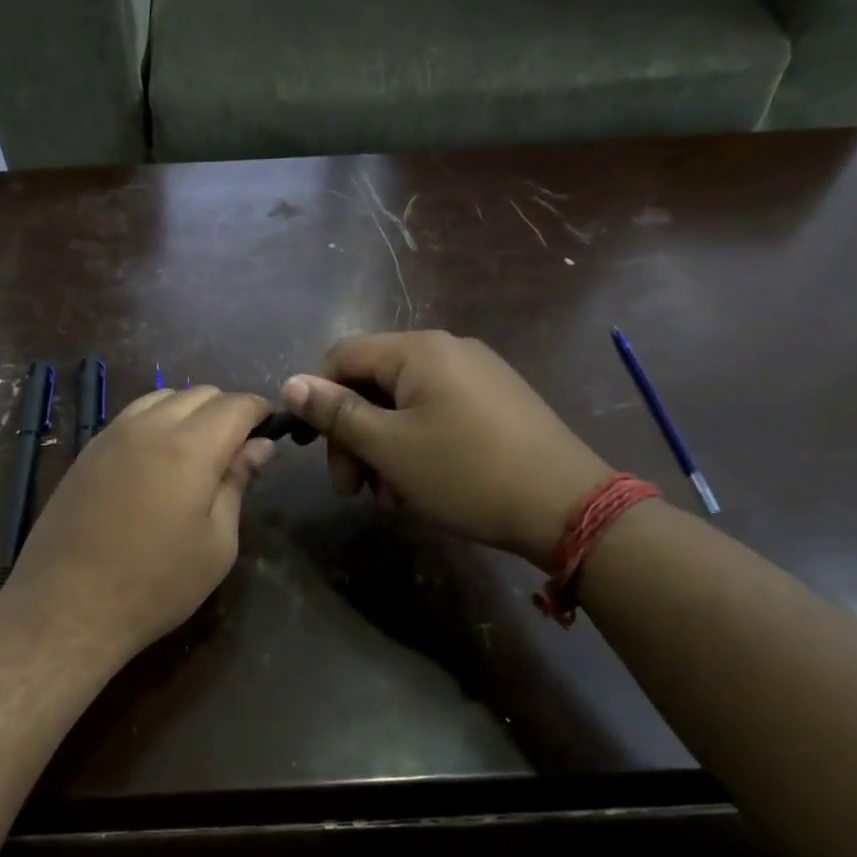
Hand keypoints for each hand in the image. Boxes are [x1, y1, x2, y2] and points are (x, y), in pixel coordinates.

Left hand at [2, 385, 274, 662]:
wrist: (67, 605)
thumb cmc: (156, 584)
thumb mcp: (216, 543)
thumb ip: (237, 484)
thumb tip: (260, 446)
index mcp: (189, 448)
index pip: (235, 405)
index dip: (260, 411)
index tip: (272, 430)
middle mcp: (149, 427)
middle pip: (199, 394)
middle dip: (227, 411)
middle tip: (238, 450)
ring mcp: (112, 435)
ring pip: (162, 397)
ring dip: (190, 412)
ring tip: (198, 452)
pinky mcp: (88, 452)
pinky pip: (132, 416)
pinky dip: (157, 421)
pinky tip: (158, 459)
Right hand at [281, 331, 613, 566]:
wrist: (565, 506)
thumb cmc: (465, 473)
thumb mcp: (389, 447)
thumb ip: (337, 413)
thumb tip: (291, 384)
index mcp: (418, 350)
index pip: (343, 355)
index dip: (317, 397)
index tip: (312, 448)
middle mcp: (448, 350)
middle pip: (373, 382)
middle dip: (352, 435)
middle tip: (351, 489)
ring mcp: (477, 375)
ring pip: (403, 405)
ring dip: (381, 448)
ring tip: (388, 497)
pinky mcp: (496, 403)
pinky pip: (436, 414)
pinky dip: (414, 446)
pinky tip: (419, 488)